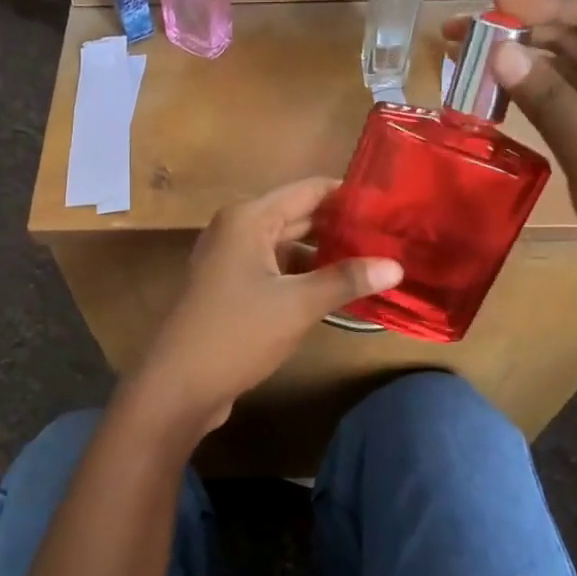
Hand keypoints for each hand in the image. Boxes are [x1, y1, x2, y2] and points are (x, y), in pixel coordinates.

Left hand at [129, 179, 401, 432]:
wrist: (179, 384)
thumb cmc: (238, 333)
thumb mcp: (298, 305)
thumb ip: (346, 280)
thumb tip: (397, 265)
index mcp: (249, 218)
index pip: (309, 190)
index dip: (350, 195)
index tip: (391, 204)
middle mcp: (237, 229)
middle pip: (298, 215)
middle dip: (341, 225)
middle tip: (391, 234)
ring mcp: (231, 259)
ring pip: (287, 245)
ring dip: (324, 252)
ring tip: (373, 259)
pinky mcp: (231, 287)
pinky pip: (276, 268)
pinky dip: (304, 274)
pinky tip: (337, 287)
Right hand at [443, 0, 576, 367]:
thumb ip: (551, 103)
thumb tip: (499, 50)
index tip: (498, 14)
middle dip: (529, 25)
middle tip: (465, 37)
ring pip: (572, 68)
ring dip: (525, 58)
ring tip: (468, 61)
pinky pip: (566, 104)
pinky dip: (531, 95)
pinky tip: (495, 99)